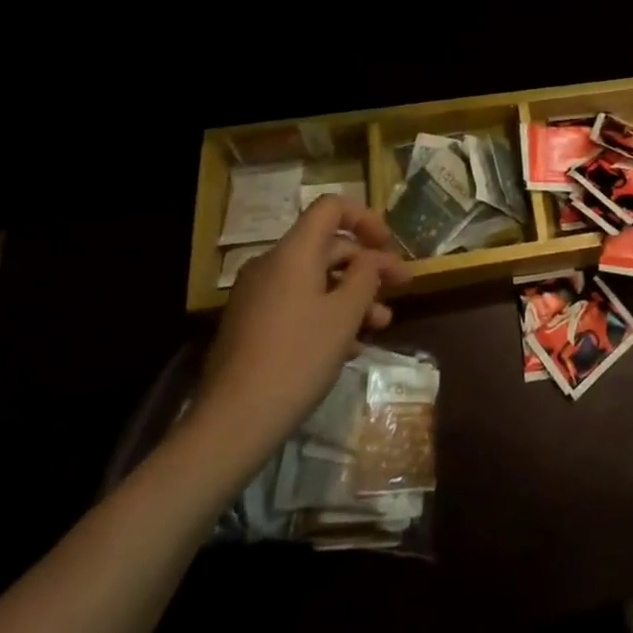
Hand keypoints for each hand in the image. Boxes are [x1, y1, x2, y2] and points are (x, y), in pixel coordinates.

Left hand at [188, 195, 408, 477]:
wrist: (232, 423)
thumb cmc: (297, 359)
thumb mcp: (344, 315)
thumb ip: (365, 277)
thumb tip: (369, 261)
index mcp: (293, 253)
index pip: (330, 208)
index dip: (365, 218)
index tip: (388, 244)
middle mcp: (271, 265)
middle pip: (328, 247)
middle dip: (368, 266)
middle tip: (401, 288)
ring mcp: (257, 297)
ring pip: (315, 280)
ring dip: (352, 295)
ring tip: (381, 324)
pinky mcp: (251, 326)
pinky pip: (297, 303)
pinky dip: (326, 313)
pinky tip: (349, 346)